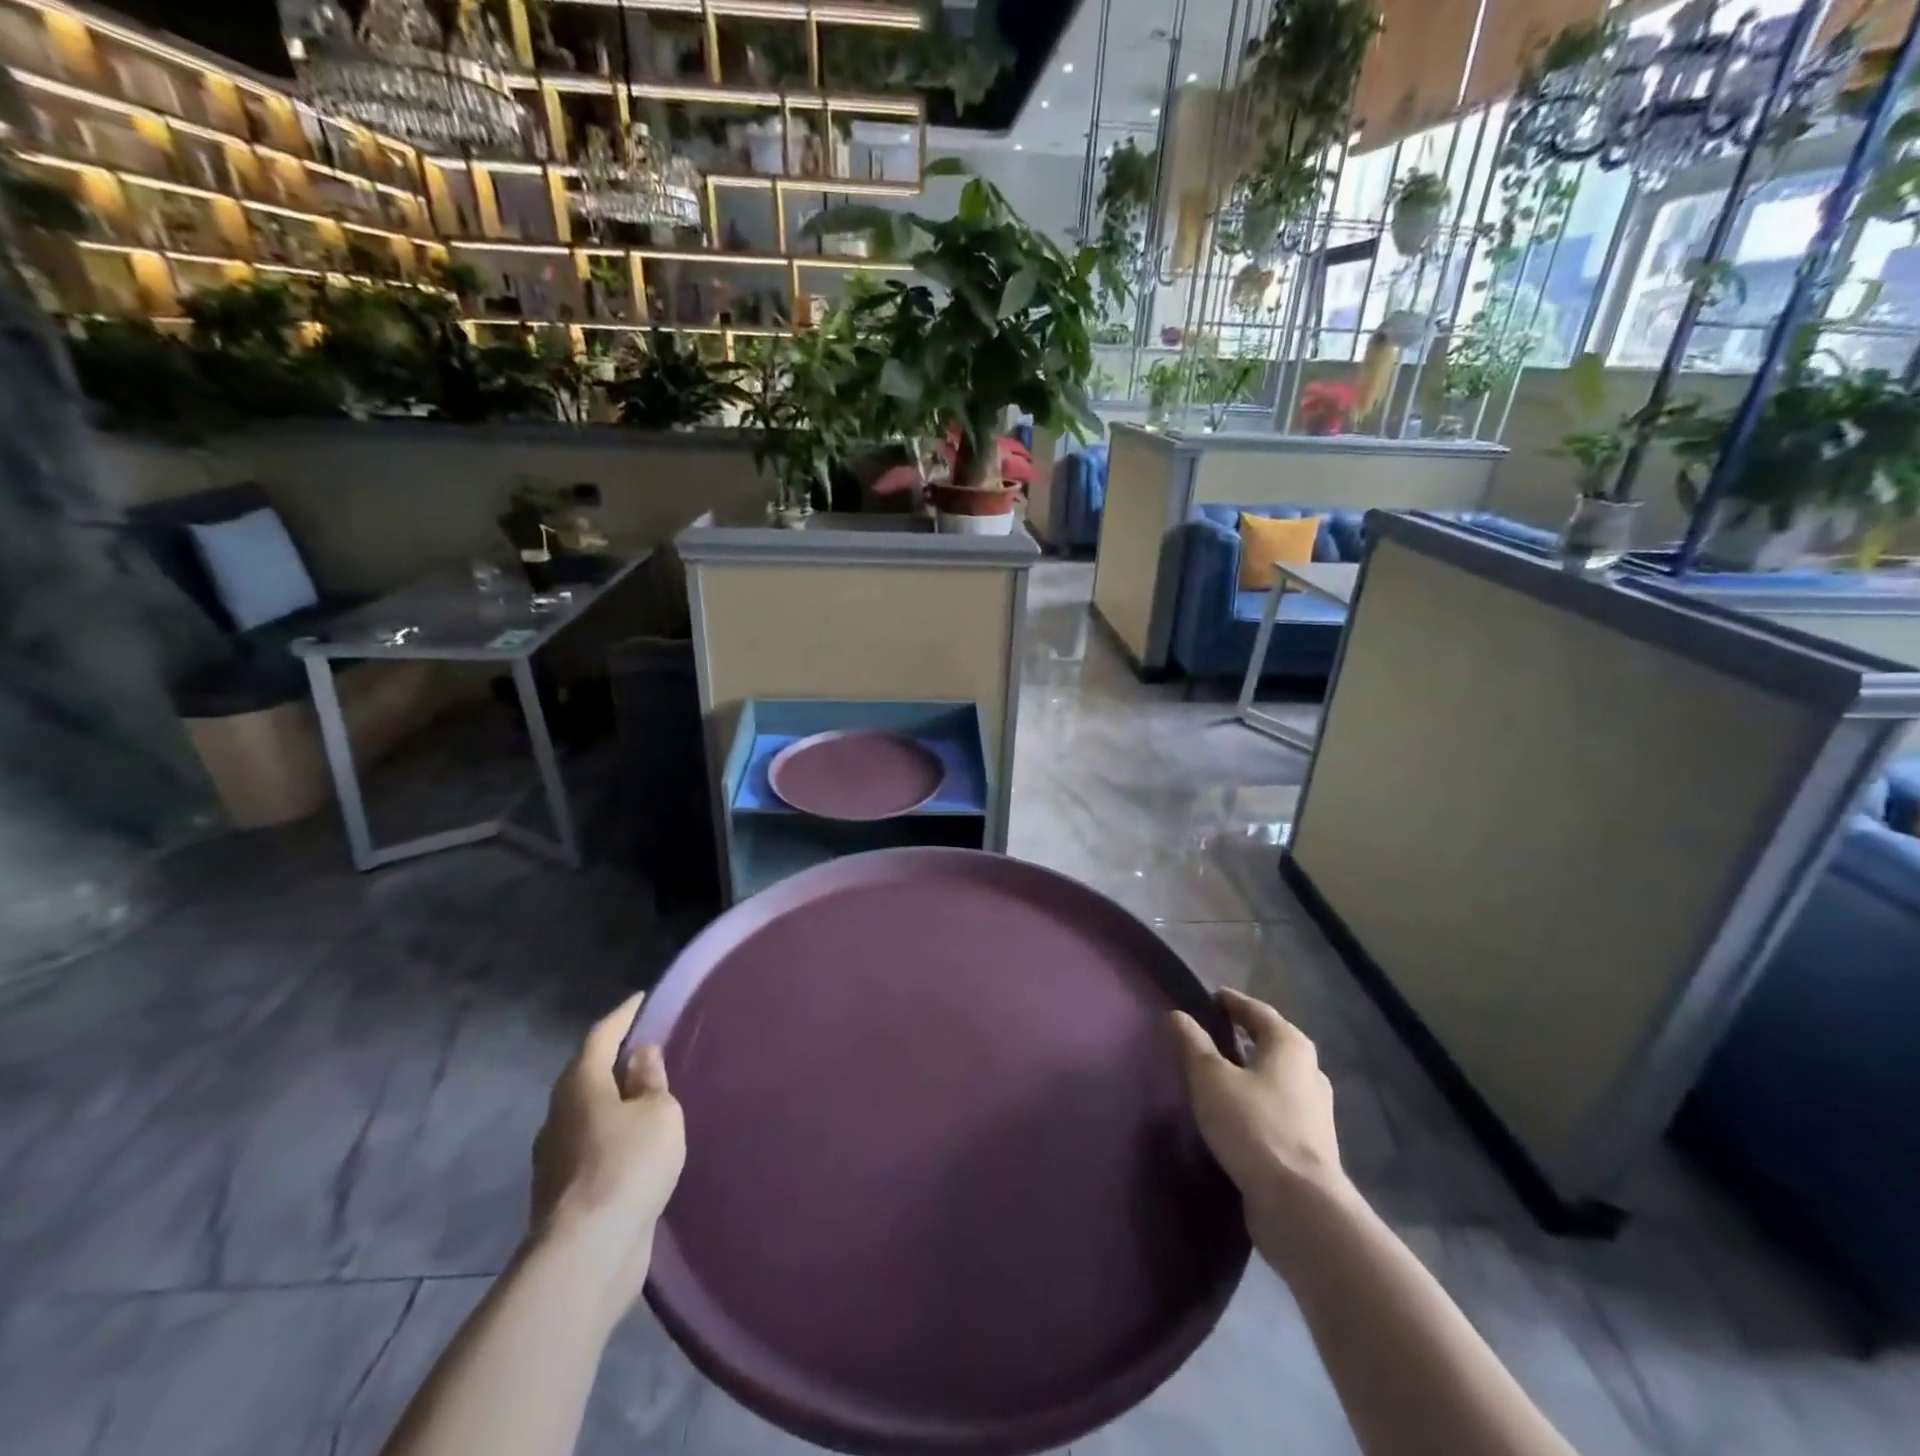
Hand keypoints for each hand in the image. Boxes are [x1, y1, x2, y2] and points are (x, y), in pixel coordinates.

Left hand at [529, 991, 685, 1316]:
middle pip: (588, 1075)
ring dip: (614, 1102)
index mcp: (580, 1085)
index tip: (641, 999)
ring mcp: (555, 1158)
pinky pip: (591, 1147)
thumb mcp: (658, 1112)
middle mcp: (559, 1115)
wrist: (586, 1255)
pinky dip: (613, 1136)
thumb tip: (640, 1056)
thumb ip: (650, 1081)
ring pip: (588, 1114)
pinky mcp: (563, 1194)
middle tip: (648, 1049)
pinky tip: (636, 1146)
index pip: (601, 1035)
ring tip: (647, 1098)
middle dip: (615, 1060)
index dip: (623, 1015)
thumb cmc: (627, 1165)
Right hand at [1169, 988, 1350, 1234]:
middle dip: (1245, 1035)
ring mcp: (1314, 1110)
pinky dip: (1257, 1099)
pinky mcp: (1310, 1144)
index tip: (1212, 997)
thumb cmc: (1253, 1126)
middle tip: (1213, 1031)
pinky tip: (1237, 1111)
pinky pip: (1278, 1107)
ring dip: (1251, 1070)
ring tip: (1220, 1071)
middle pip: (1272, 1042)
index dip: (1233, 1002)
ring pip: (1277, 1077)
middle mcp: (1309, 1071)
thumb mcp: (1210, 1078)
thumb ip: (1193, 1043)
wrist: (1300, 1205)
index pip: (1258, 1011)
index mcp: (1289, 1045)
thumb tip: (1178, 1015)